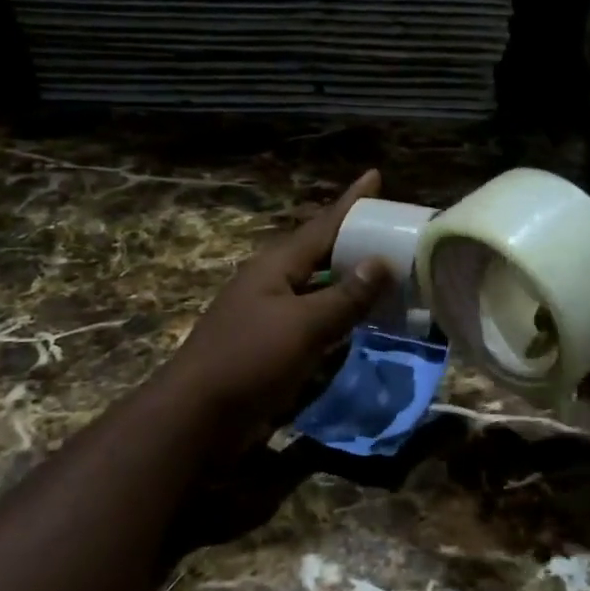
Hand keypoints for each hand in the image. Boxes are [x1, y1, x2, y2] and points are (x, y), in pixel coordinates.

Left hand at [161, 170, 389, 436]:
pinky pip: (314, 315)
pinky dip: (339, 311)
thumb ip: (345, 296)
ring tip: (385, 268)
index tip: (375, 175)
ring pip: (318, 285)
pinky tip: (358, 318)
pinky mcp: (270, 343)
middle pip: (320, 251)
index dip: (351, 202)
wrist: (197, 415)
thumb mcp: (303, 325)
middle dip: (354, 238)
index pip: (323, 224)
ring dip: (349, 276)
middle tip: (392, 228)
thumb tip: (381, 263)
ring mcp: (269, 313)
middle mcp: (272, 281)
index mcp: (276, 265)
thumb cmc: (249, 360)